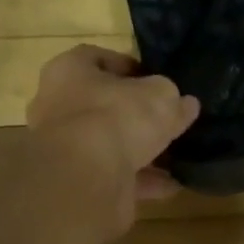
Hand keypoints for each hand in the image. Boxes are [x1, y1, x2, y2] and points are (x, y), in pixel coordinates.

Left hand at [23, 44, 201, 239]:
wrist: (85, 179)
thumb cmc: (117, 117)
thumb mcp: (159, 96)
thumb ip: (172, 97)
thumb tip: (185, 103)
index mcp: (69, 71)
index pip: (97, 58)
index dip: (129, 67)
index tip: (157, 80)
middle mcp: (58, 106)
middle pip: (102, 104)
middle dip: (135, 113)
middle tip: (167, 118)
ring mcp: (64, 147)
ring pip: (108, 143)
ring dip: (140, 150)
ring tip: (175, 155)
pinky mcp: (75, 181)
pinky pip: (113, 175)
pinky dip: (141, 180)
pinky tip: (170, 184)